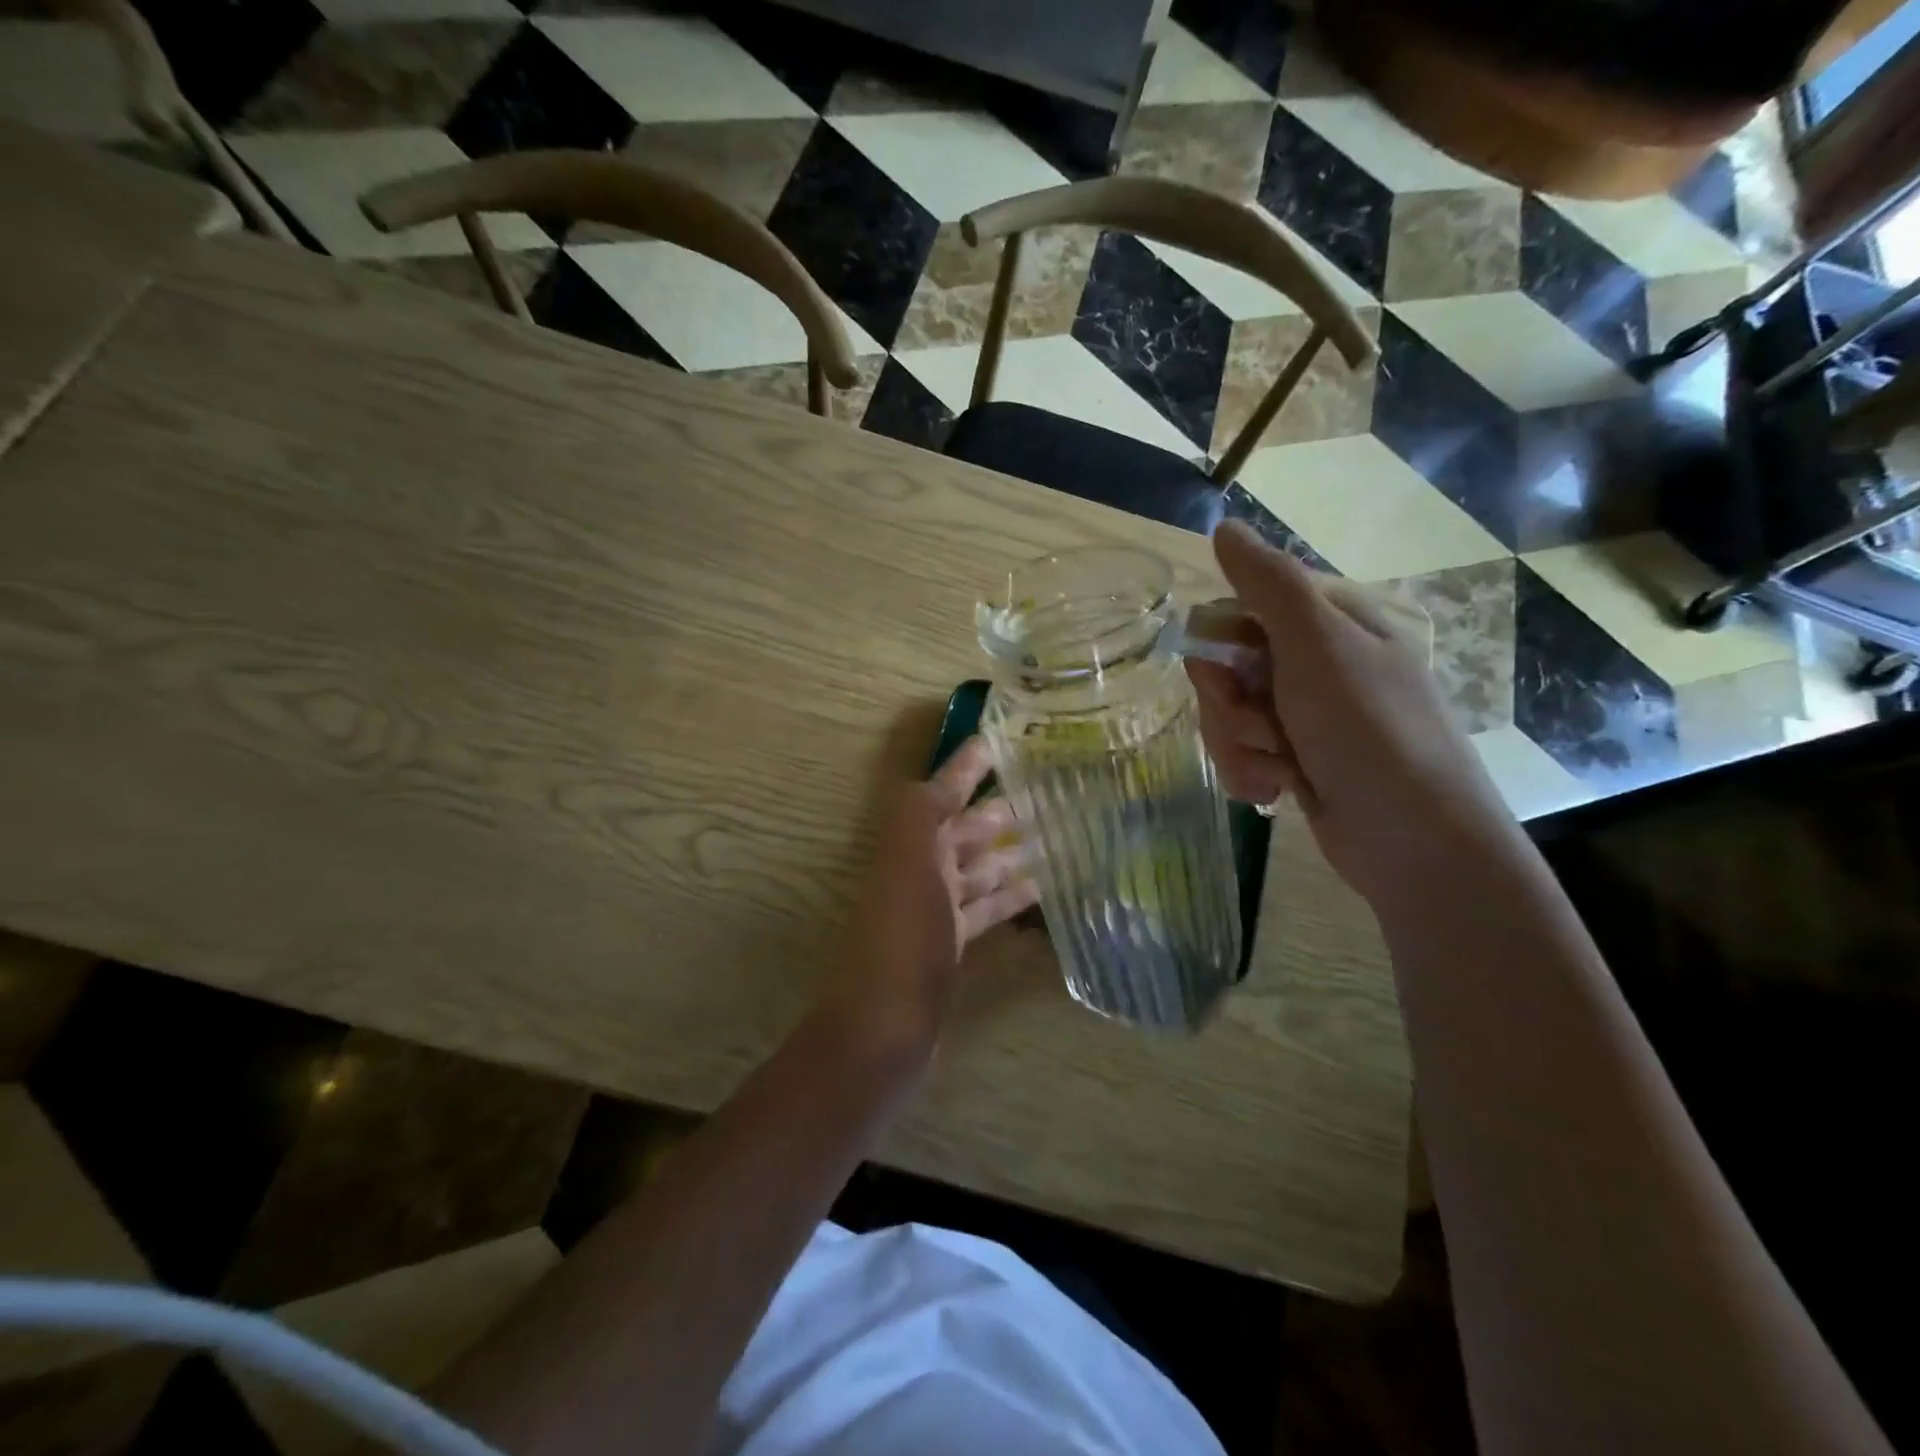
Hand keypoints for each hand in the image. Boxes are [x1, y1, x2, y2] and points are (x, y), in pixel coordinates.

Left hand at [816, 738, 1037, 1059]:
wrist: (884, 1025)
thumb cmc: (902, 937)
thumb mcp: (907, 860)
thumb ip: (921, 811)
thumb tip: (942, 774)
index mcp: (907, 845)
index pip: (940, 792)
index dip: (965, 767)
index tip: (997, 741)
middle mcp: (918, 871)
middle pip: (962, 831)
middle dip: (996, 810)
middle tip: (1044, 792)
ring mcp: (934, 911)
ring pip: (977, 870)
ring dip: (1010, 852)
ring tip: (1055, 835)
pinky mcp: (951, 947)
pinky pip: (984, 910)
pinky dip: (1009, 896)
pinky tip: (1040, 887)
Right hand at [1189, 521, 1520, 908]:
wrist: (1415, 842)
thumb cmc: (1369, 731)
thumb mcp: (1319, 646)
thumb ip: (1268, 584)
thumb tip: (1224, 527)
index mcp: (1328, 625)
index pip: (1238, 612)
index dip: (1219, 645)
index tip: (1228, 674)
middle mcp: (1314, 665)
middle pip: (1225, 670)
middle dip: (1229, 707)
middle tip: (1262, 726)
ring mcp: (1305, 717)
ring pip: (1227, 717)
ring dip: (1239, 746)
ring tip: (1279, 769)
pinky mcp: (1297, 762)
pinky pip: (1242, 755)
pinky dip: (1250, 774)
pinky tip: (1276, 791)